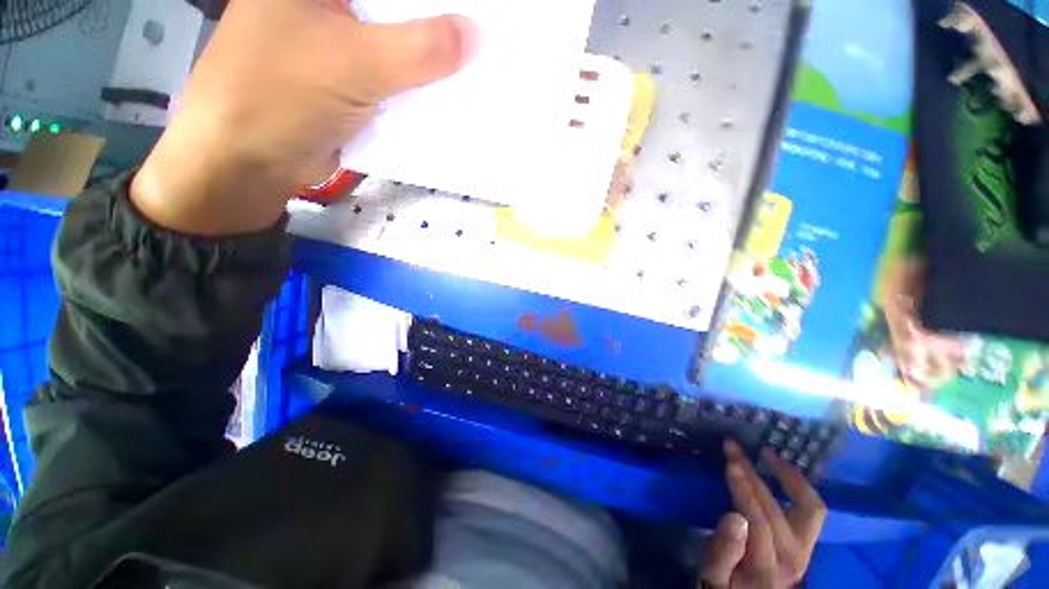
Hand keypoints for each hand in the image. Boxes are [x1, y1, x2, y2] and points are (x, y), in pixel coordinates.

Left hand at [132, 0, 478, 235]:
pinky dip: (412, 88)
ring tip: (467, 67)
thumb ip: (420, 48)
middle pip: (391, 10)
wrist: (248, 163)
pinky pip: (388, 80)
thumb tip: (476, 35)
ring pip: (393, 46)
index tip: (468, 8)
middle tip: (475, 38)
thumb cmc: (283, 95)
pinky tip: (440, 95)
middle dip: (431, 25)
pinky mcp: (343, 84)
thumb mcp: (356, 62)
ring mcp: (333, 46)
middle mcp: (324, 5)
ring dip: (425, 61)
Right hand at [698, 441, 826, 587]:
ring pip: (810, 507)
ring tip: (767, 452)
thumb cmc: (725, 583)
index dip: (744, 489)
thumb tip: (735, 517)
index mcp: (766, 568)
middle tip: (733, 447)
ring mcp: (805, 549)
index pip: (759, 522)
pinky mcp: (807, 541)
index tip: (729, 461)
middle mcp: (794, 558)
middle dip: (752, 474)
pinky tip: (780, 468)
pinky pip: (811, 508)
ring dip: (788, 476)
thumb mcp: (713, 573)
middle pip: (777, 510)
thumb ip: (723, 550)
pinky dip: (799, 485)